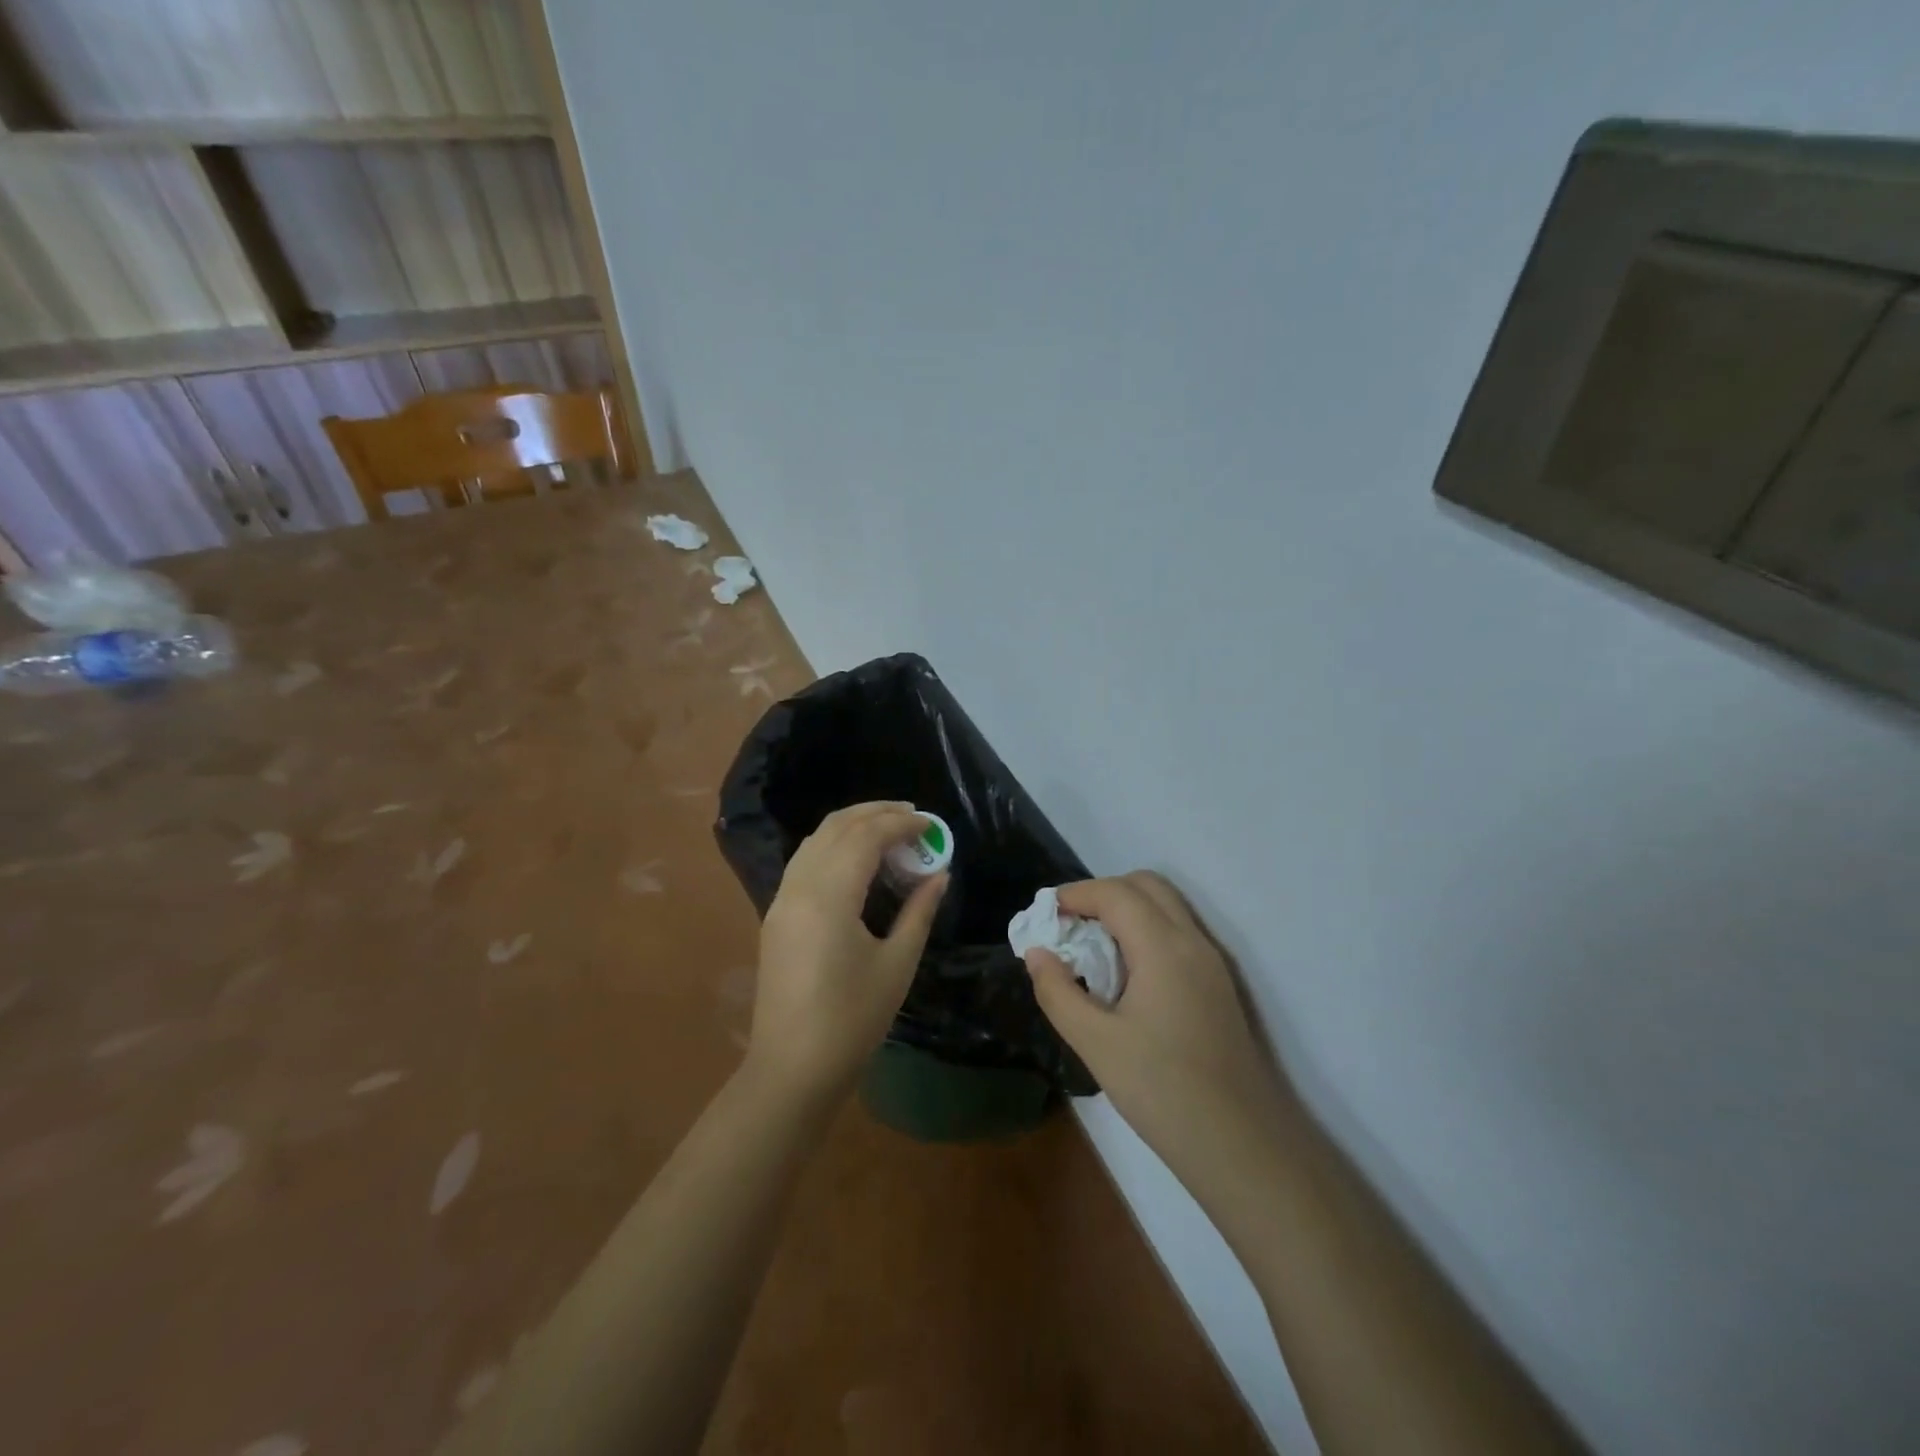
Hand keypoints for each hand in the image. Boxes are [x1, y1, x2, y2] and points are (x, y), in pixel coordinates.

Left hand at [748, 802, 946, 1099]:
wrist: (792, 1069)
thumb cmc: (852, 1020)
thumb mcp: (897, 964)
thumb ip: (919, 911)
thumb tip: (940, 875)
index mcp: (829, 896)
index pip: (866, 837)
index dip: (901, 824)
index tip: (931, 825)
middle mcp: (799, 886)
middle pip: (836, 827)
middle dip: (875, 813)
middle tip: (913, 816)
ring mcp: (781, 899)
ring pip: (816, 840)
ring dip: (852, 826)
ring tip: (889, 830)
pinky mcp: (776, 915)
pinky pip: (805, 861)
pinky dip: (834, 846)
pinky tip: (858, 860)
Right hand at [1024, 873, 1286, 1180]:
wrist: (1241, 1144)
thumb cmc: (1162, 1091)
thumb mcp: (1095, 1043)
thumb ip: (1058, 992)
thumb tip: (1037, 953)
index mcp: (1163, 947)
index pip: (1115, 893)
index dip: (1075, 894)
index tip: (1044, 916)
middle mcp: (1192, 941)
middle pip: (1146, 885)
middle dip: (1102, 893)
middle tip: (1069, 925)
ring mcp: (1211, 961)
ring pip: (1166, 906)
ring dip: (1126, 909)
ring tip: (1092, 946)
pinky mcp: (1218, 983)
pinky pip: (1177, 931)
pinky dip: (1145, 929)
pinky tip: (1124, 972)